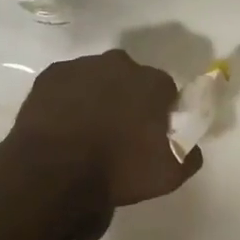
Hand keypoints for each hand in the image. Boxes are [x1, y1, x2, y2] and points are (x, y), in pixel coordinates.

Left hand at [0, 49, 202, 226]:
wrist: (53, 173)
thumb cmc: (117, 171)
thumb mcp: (169, 174)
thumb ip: (189, 153)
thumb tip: (189, 144)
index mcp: (152, 82)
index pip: (165, 90)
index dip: (159, 112)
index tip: (150, 134)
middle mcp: (120, 64)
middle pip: (130, 79)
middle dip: (128, 98)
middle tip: (118, 132)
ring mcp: (82, 66)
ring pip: (97, 78)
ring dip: (96, 96)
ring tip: (87, 130)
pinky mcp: (50, 75)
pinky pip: (67, 84)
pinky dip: (67, 99)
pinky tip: (63, 125)